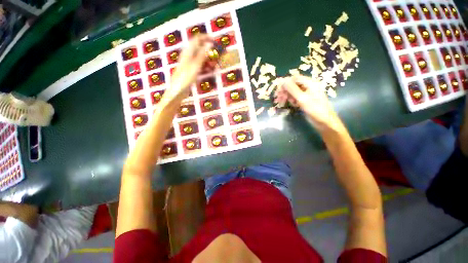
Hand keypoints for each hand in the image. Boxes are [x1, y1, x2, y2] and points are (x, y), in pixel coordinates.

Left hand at [163, 35, 213, 102]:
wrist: (178, 90)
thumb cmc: (186, 77)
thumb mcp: (196, 65)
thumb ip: (202, 54)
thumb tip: (209, 44)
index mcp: (188, 52)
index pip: (197, 39)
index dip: (206, 38)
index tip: (215, 40)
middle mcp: (188, 56)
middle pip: (200, 49)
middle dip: (209, 51)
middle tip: (217, 56)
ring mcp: (190, 64)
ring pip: (201, 58)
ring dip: (208, 60)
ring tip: (215, 66)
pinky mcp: (191, 71)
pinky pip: (200, 66)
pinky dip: (205, 67)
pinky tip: (210, 71)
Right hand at [281, 75, 343, 131]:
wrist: (324, 122)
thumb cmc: (315, 109)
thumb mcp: (302, 99)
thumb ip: (292, 89)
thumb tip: (282, 81)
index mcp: (310, 83)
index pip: (294, 78)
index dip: (285, 83)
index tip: (277, 90)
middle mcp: (308, 86)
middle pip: (293, 85)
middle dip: (285, 91)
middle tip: (278, 99)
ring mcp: (307, 93)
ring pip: (293, 92)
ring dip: (287, 96)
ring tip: (284, 103)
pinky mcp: (305, 100)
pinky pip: (296, 97)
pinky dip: (292, 100)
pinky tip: (293, 105)